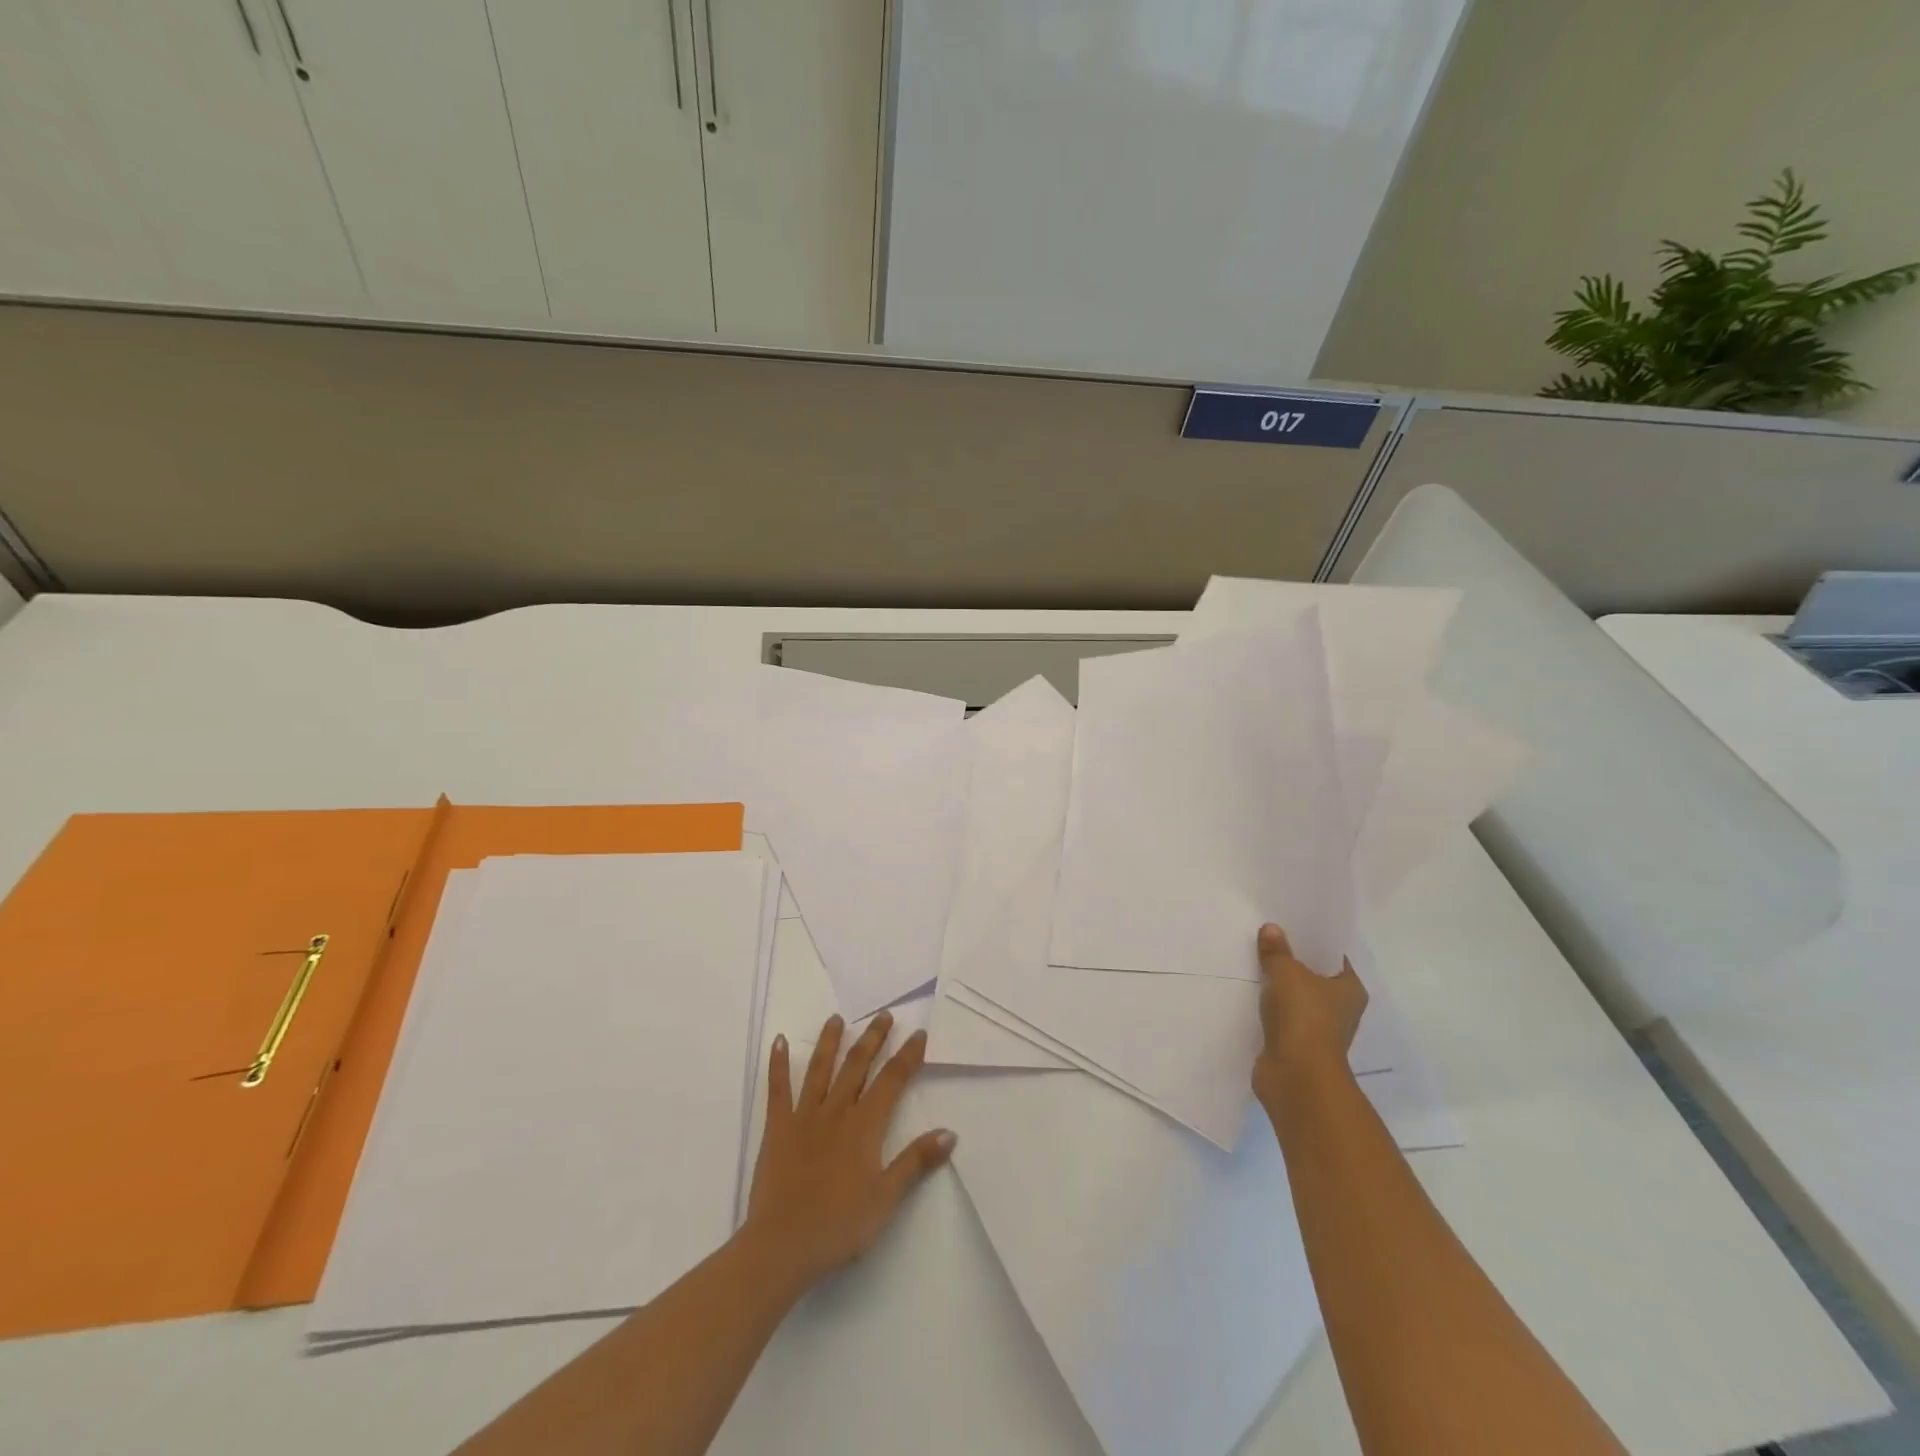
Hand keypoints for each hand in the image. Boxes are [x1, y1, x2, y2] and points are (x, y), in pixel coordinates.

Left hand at [743, 1013, 955, 1293]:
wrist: (782, 1245)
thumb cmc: (839, 1225)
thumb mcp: (886, 1198)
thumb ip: (916, 1162)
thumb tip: (950, 1132)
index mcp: (865, 1126)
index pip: (892, 1081)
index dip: (907, 1056)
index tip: (918, 1033)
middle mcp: (836, 1111)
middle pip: (857, 1065)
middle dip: (873, 1038)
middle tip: (884, 1015)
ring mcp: (804, 1116)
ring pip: (820, 1069)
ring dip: (830, 1041)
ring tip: (837, 1018)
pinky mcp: (777, 1128)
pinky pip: (778, 1089)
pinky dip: (778, 1064)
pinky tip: (778, 1041)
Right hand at [1252, 922, 1367, 1108]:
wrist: (1296, 1075)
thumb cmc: (1304, 1017)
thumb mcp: (1287, 973)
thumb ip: (1277, 951)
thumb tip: (1271, 929)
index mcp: (1350, 989)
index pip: (1333, 956)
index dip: (1313, 940)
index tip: (1290, 924)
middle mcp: (1340, 1009)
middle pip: (1313, 976)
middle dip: (1291, 961)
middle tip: (1265, 937)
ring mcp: (1317, 1029)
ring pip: (1295, 997)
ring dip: (1277, 986)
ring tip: (1251, 961)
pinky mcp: (1295, 1044)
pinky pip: (1280, 1016)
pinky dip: (1267, 1008)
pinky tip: (1248, 993)